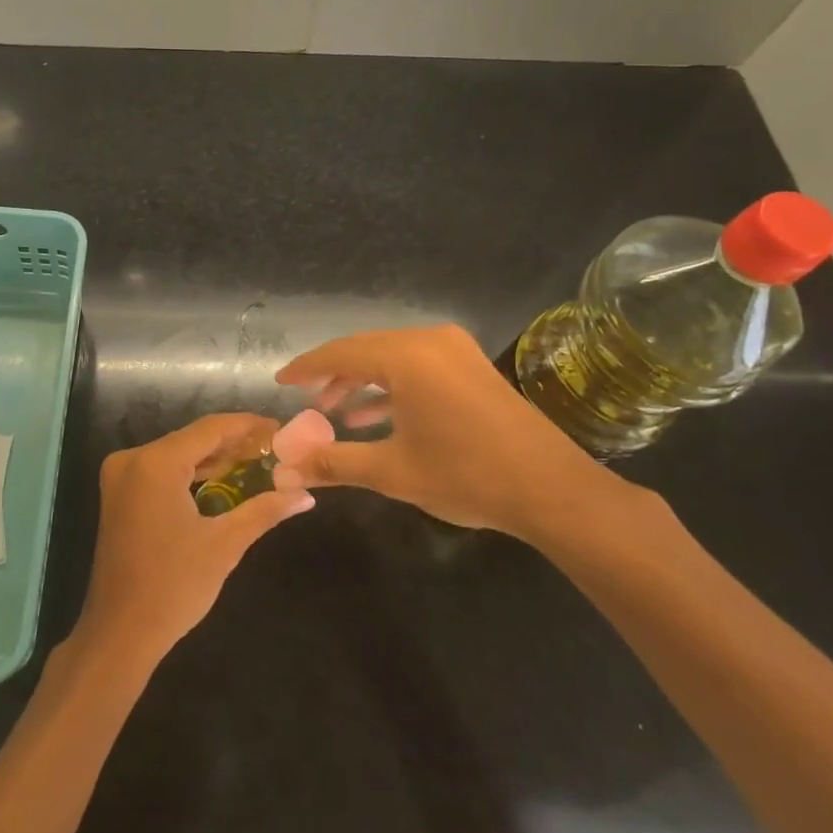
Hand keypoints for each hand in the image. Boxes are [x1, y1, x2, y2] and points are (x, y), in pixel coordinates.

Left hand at [74, 414, 314, 665]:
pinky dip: (190, 473)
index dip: (248, 426)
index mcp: (155, 462)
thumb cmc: (174, 587)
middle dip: (233, 443)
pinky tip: (222, 480)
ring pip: (177, 454)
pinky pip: (162, 470)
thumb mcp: (225, 545)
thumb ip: (264, 511)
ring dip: (213, 458)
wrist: (119, 633)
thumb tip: (306, 496)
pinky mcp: (119, 494)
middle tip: (275, 449)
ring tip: (258, 462)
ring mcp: (121, 476)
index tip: (281, 429)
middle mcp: (133, 459)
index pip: (210, 429)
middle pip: (192, 439)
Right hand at [272, 325, 618, 541]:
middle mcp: (429, 341)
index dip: (306, 368)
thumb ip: (333, 463)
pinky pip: (417, 367)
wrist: (552, 491)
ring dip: (362, 382)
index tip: (280, 381)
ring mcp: (455, 351)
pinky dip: (392, 387)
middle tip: (306, 399)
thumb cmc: (465, 475)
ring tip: (336, 413)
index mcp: (406, 357)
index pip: (340, 353)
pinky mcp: (472, 368)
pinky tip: (376, 417)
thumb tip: (283, 471)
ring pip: (391, 358)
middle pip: (365, 350)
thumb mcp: (391, 471)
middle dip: (333, 375)